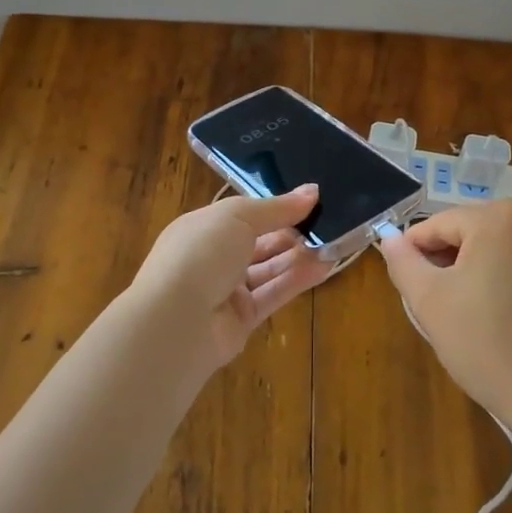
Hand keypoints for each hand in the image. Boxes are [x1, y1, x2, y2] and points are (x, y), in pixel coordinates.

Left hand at [130, 186, 329, 368]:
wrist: (177, 321)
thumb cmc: (202, 252)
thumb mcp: (239, 217)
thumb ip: (278, 207)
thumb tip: (312, 191)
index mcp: (204, 227)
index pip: (244, 214)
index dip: (276, 208)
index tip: (311, 200)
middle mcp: (214, 257)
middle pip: (260, 242)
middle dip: (292, 232)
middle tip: (329, 221)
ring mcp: (227, 290)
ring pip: (270, 268)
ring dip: (300, 255)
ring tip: (335, 242)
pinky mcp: (243, 319)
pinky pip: (274, 293)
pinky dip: (298, 279)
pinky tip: (326, 266)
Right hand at [379, 200, 511, 442]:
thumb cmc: (484, 342)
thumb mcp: (429, 300)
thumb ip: (403, 262)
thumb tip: (389, 238)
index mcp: (497, 217)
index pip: (437, 225)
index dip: (413, 253)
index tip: (405, 285)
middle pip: (467, 233)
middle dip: (445, 262)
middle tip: (432, 303)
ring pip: (492, 248)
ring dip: (470, 271)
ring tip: (461, 312)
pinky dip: (498, 279)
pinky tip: (492, 315)